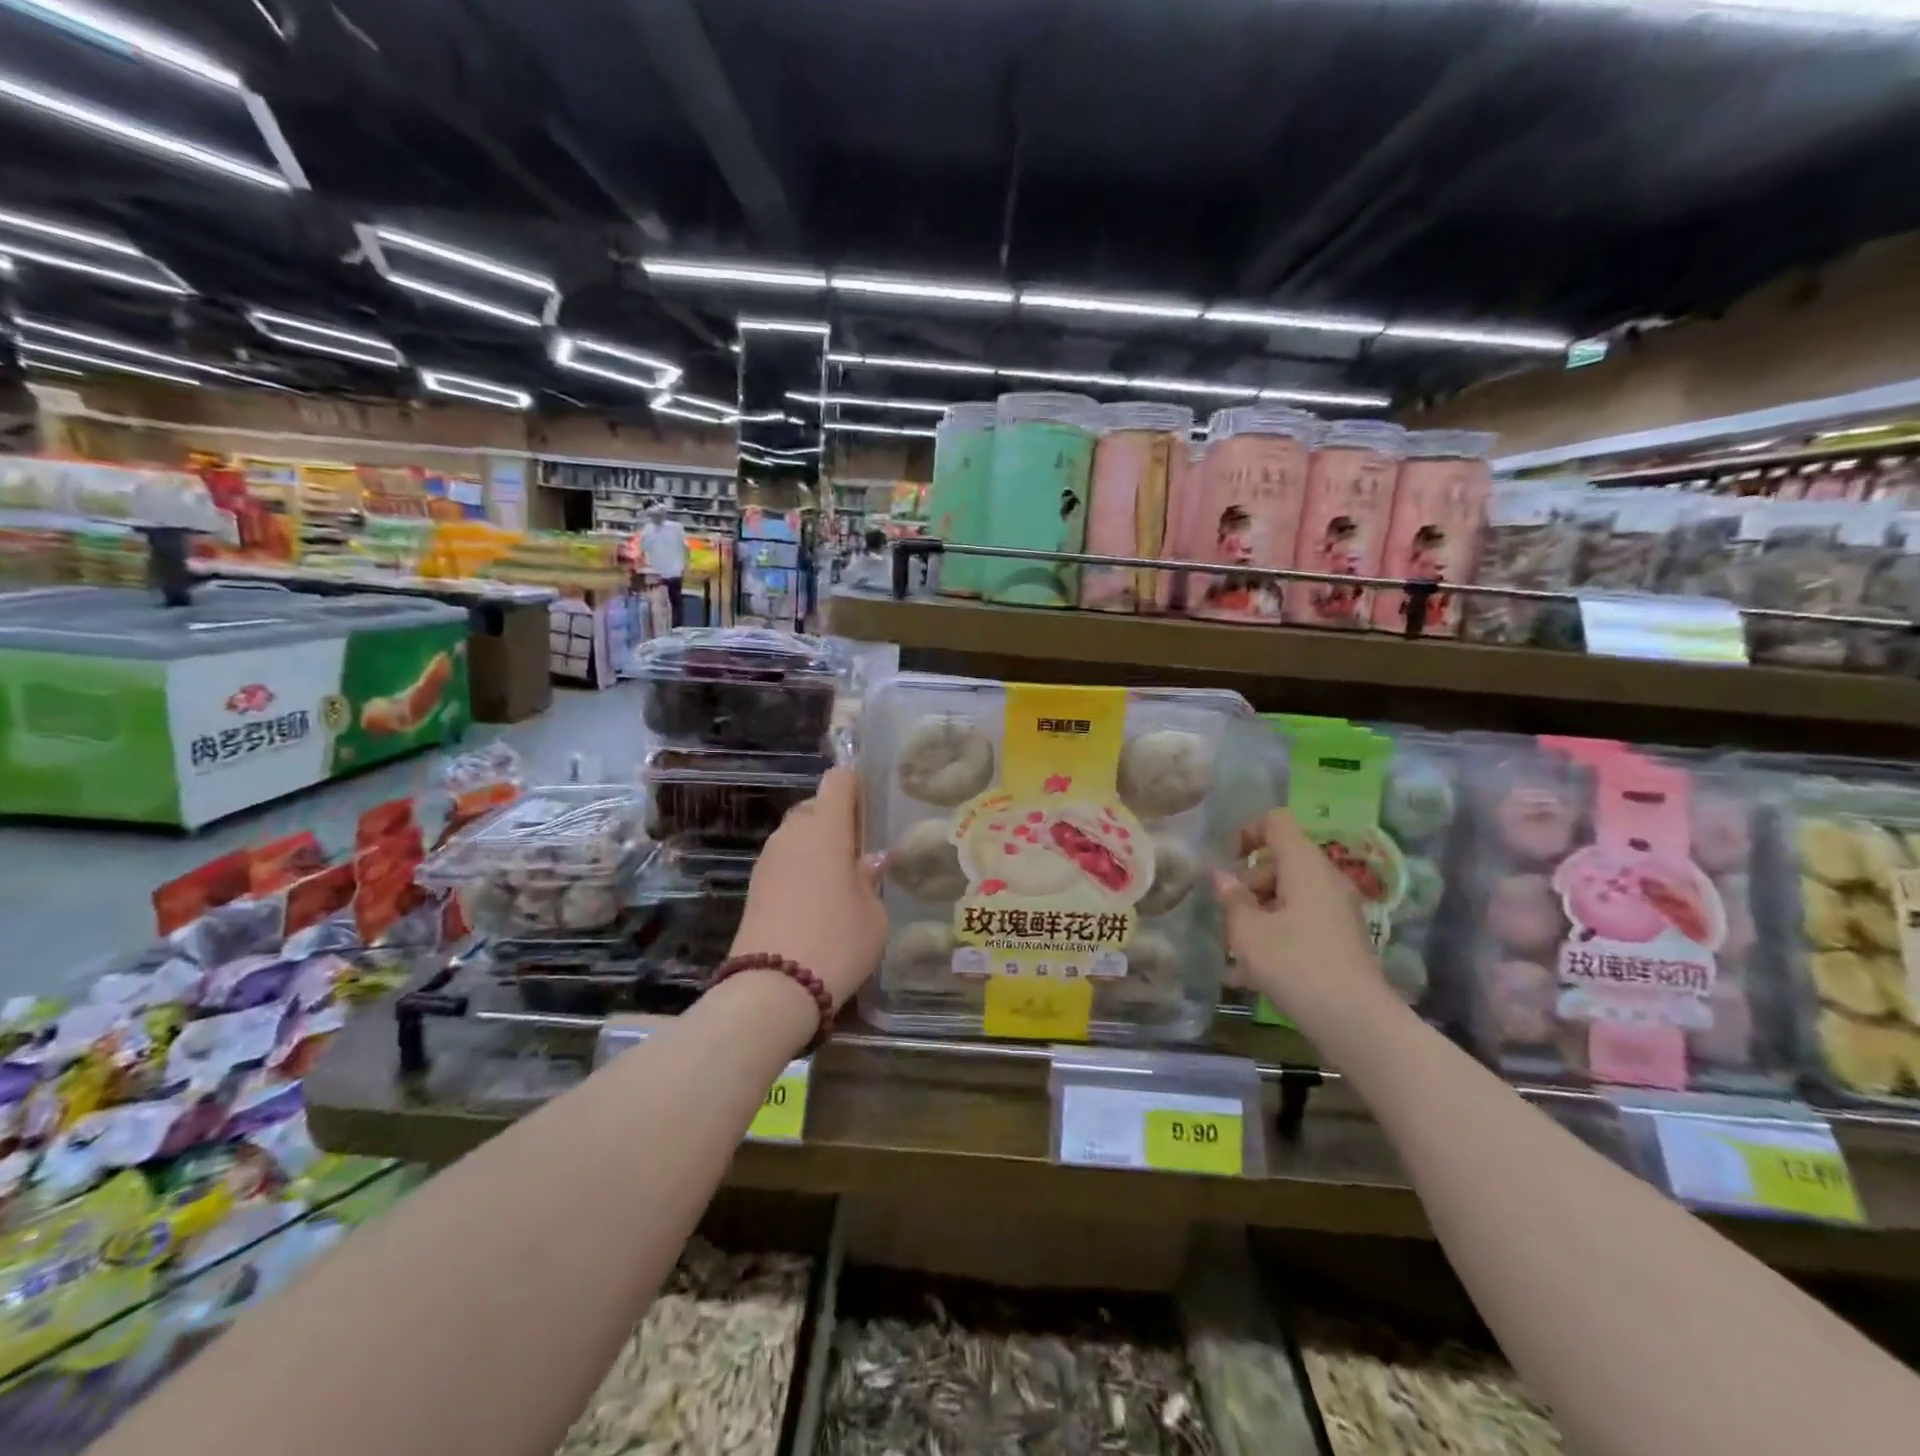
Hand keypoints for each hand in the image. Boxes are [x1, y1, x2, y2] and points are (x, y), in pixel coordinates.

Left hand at [731, 767, 887, 1009]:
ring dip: (817, 847)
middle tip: (860, 851)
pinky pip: (784, 862)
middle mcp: (792, 834)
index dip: (856, 786)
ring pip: (796, 836)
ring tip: (840, 880)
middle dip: (836, 821)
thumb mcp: (873, 913)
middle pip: (815, 808)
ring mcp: (768, 860)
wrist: (773, 989)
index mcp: (825, 828)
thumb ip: (870, 880)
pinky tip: (817, 900)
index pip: (838, 781)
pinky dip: (801, 870)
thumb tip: (868, 863)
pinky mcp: (754, 887)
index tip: (872, 809)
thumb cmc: (837, 941)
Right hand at [1211, 810, 1391, 1034]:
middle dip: (1248, 884)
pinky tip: (1251, 972)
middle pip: (1279, 861)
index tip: (1226, 862)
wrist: (1357, 1022)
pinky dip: (1276, 933)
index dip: (1246, 832)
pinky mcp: (1340, 939)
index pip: (1276, 822)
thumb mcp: (1248, 932)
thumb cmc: (1296, 965)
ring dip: (1258, 913)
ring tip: (1234, 950)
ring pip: (1288, 895)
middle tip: (1228, 917)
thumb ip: (1231, 898)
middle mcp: (1325, 880)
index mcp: (1305, 866)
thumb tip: (1221, 876)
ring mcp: (1337, 910)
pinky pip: (1301, 920)